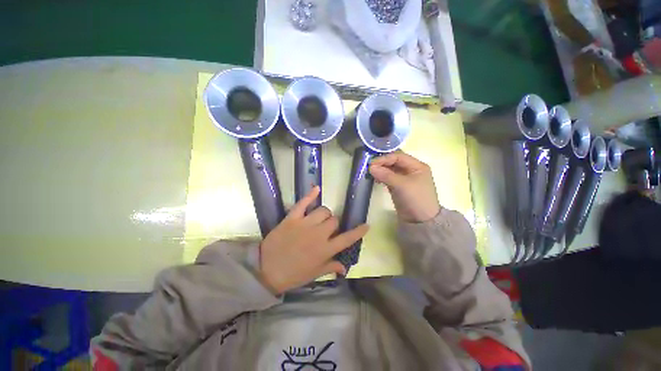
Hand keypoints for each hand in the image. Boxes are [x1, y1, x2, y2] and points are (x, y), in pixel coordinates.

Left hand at [258, 187, 368, 293]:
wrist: (266, 270)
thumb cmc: (293, 275)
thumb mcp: (314, 274)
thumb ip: (330, 267)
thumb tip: (345, 268)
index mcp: (325, 250)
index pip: (347, 238)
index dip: (358, 231)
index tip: (366, 225)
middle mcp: (318, 235)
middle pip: (335, 221)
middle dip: (334, 224)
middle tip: (327, 229)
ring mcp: (305, 224)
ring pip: (323, 211)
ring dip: (324, 214)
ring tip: (320, 218)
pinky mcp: (292, 218)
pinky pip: (303, 203)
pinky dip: (311, 195)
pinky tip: (317, 188)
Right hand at [369, 151, 440, 222]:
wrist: (420, 221)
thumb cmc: (416, 199)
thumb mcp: (402, 185)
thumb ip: (386, 175)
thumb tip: (371, 167)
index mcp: (417, 166)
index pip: (398, 156)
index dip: (385, 158)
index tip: (372, 163)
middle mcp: (411, 170)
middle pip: (394, 162)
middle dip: (382, 163)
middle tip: (369, 167)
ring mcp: (405, 179)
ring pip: (390, 170)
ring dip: (381, 170)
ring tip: (371, 173)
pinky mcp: (399, 187)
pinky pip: (389, 178)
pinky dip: (382, 177)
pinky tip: (376, 179)